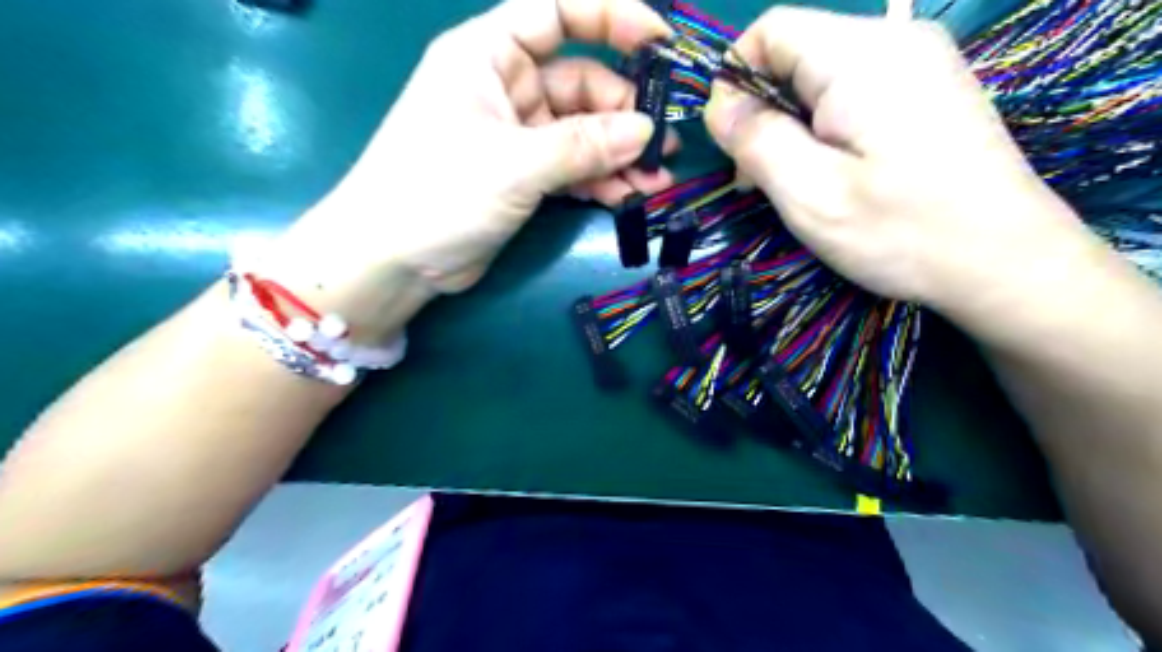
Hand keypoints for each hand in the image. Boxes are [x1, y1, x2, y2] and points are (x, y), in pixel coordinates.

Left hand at [273, 0, 677, 305]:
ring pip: (581, 133)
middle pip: (581, 83)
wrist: (393, 261)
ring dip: (618, 154)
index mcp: (488, 55)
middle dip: (624, 115)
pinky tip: (627, 198)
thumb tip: (646, 132)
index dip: (611, 17)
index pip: (556, 12)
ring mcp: (516, 136)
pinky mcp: (522, 176)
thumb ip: (582, 146)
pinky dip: (598, 180)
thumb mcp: (514, 163)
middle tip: (661, 146)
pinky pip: (571, 168)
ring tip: (655, 179)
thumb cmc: (438, 192)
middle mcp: (505, 88)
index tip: (661, 43)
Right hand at [699, 9, 1089, 315]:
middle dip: (762, 111)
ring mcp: (917, 65)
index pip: (771, 30)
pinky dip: (822, 129)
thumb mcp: (809, 193)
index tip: (730, 141)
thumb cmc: (901, 231)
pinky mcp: (926, 92)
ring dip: (790, 126)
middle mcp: (893, 42)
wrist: (1004, 262)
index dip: (735, 79)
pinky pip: (852, 94)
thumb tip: (719, 105)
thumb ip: (755, 139)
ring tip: (789, 183)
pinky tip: (827, 174)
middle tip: (755, 178)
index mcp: (862, 56)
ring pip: (820, 78)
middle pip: (795, 54)